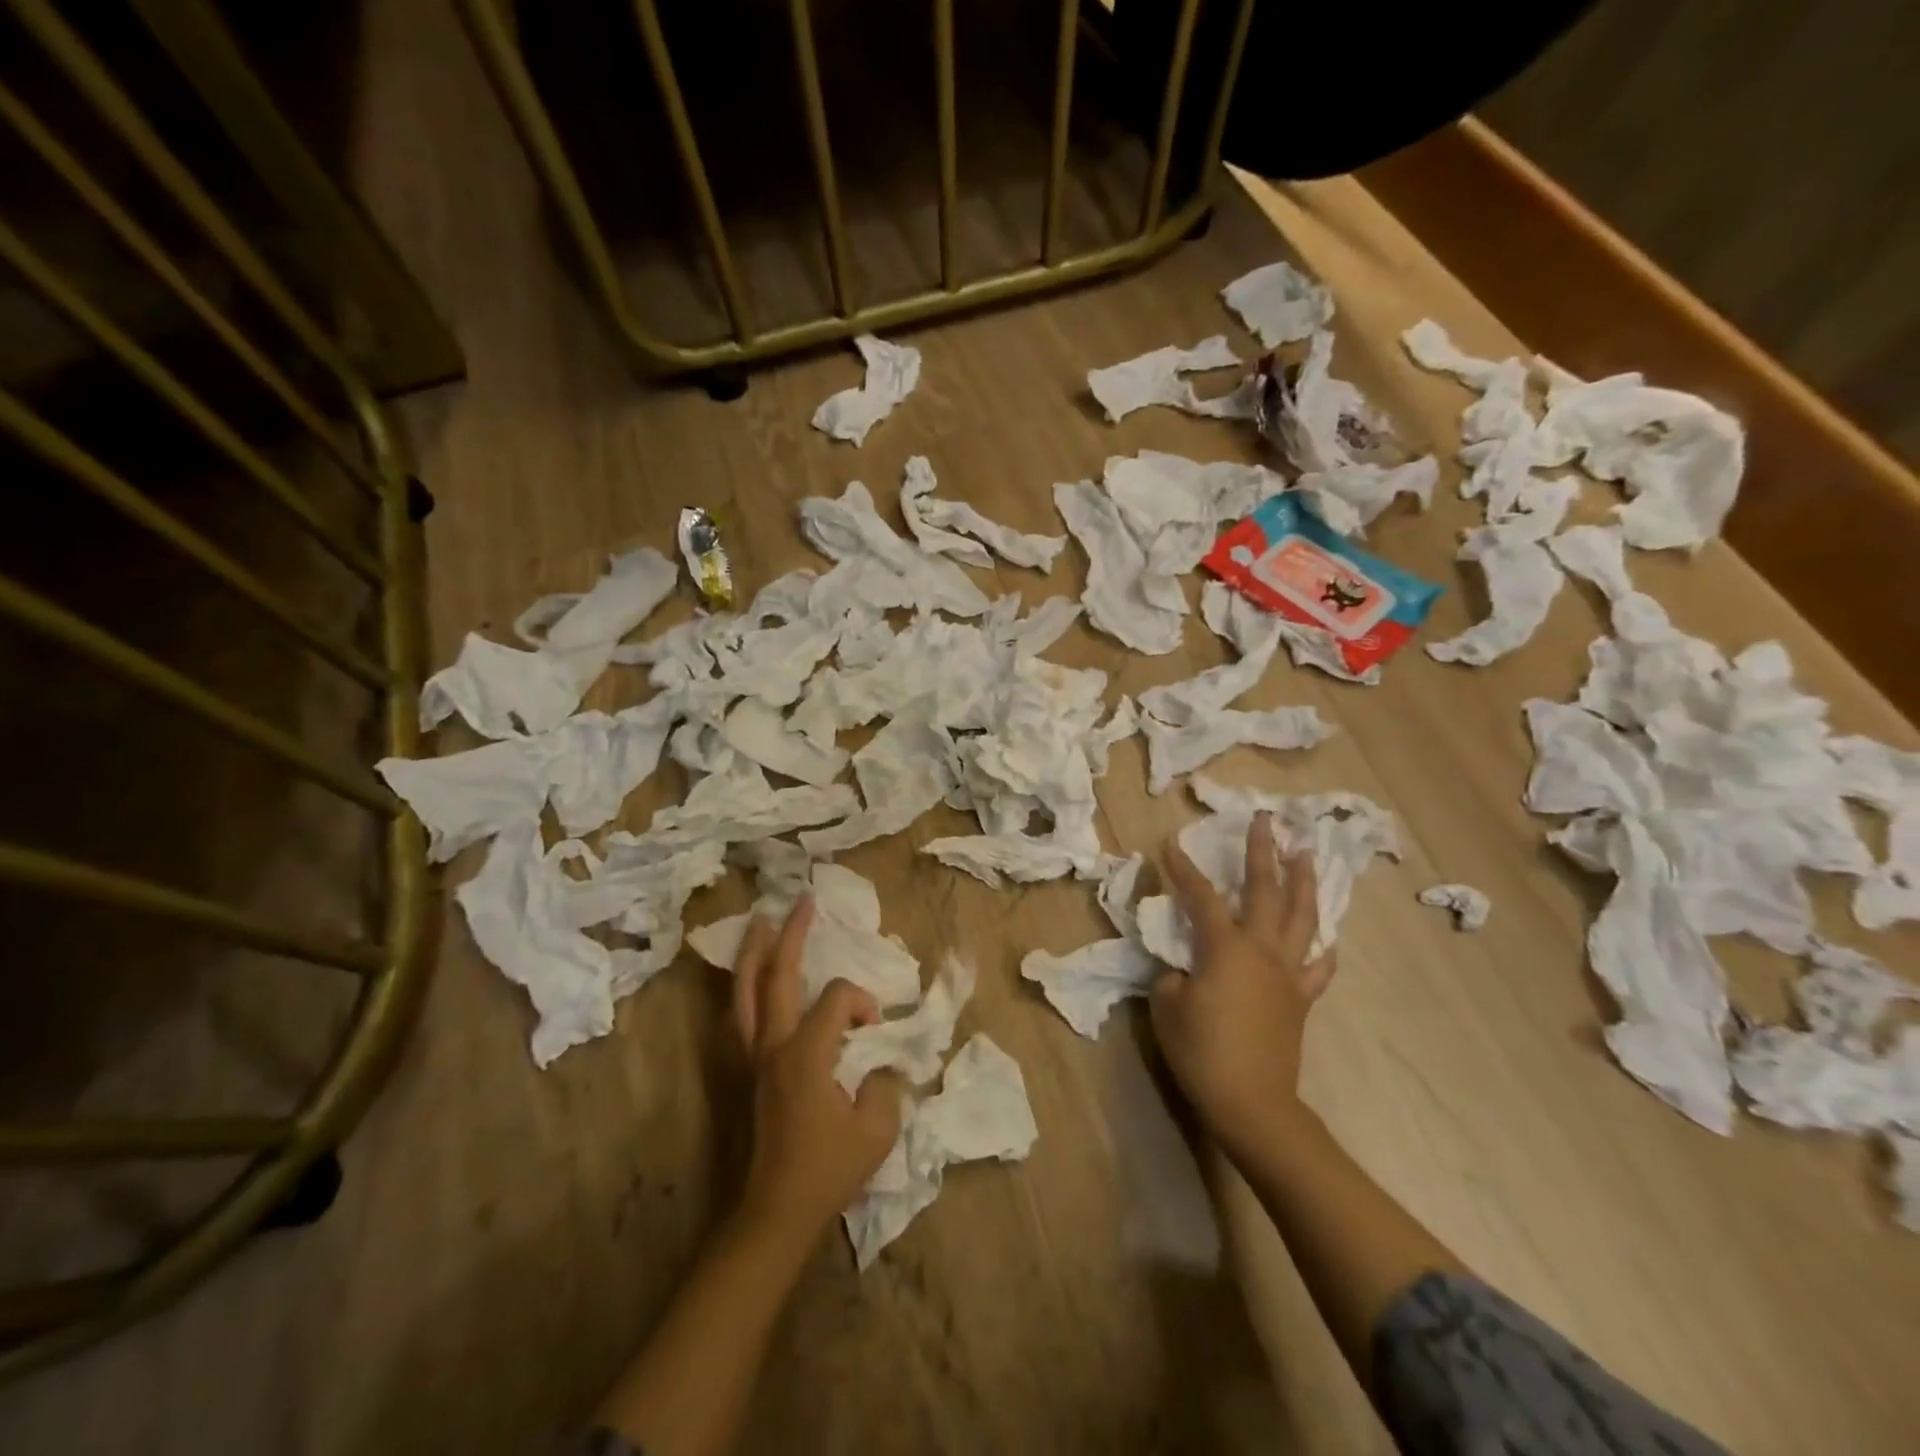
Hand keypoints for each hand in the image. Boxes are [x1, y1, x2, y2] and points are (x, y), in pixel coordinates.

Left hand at [732, 897, 904, 1246]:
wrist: (775, 1210)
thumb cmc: (828, 1169)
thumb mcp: (877, 1128)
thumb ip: (886, 1084)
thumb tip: (882, 1064)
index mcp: (806, 1053)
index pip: (836, 999)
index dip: (861, 1003)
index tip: (875, 1030)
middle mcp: (773, 1045)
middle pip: (778, 974)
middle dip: (792, 934)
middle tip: (802, 901)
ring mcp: (752, 1057)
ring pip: (746, 991)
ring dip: (755, 952)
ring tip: (760, 921)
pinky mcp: (744, 1071)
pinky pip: (740, 1016)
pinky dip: (744, 988)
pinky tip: (748, 977)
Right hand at [1151, 813, 1332, 1160]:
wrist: (1251, 1102)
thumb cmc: (1201, 1050)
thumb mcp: (1167, 1005)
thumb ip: (1174, 973)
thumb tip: (1186, 965)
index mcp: (1225, 947)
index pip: (1201, 896)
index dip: (1184, 868)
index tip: (1172, 842)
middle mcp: (1262, 949)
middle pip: (1265, 890)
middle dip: (1262, 852)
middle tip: (1265, 821)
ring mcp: (1288, 973)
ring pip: (1301, 917)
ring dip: (1303, 882)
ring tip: (1305, 854)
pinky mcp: (1300, 997)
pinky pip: (1319, 966)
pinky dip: (1322, 946)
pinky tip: (1326, 935)